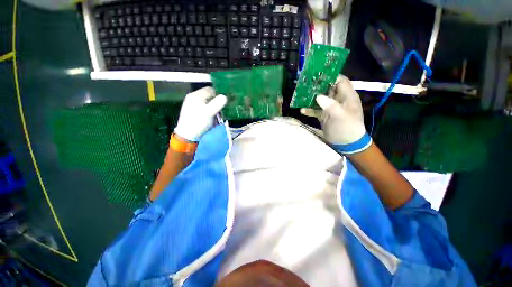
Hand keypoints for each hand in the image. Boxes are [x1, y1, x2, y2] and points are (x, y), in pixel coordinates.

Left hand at [173, 87, 226, 141]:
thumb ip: (217, 103)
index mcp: (195, 95)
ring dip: (215, 107)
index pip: (210, 90)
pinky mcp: (195, 112)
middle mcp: (194, 98)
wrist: (188, 135)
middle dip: (217, 101)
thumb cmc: (198, 122)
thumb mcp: (208, 112)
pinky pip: (206, 108)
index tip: (225, 101)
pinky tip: (214, 117)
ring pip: (208, 103)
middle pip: (209, 96)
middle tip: (223, 108)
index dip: (219, 94)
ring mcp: (194, 106)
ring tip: (219, 114)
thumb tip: (225, 96)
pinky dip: (211, 111)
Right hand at [301, 75, 370, 153]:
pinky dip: (309, 110)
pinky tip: (302, 110)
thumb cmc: (347, 128)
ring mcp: (330, 108)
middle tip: (306, 84)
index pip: (340, 81)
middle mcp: (338, 100)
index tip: (318, 75)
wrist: (346, 143)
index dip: (331, 76)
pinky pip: (316, 110)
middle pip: (328, 89)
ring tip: (301, 95)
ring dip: (311, 98)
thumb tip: (318, 96)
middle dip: (318, 86)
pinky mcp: (324, 115)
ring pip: (320, 99)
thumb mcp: (340, 116)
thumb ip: (330, 105)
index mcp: (347, 97)